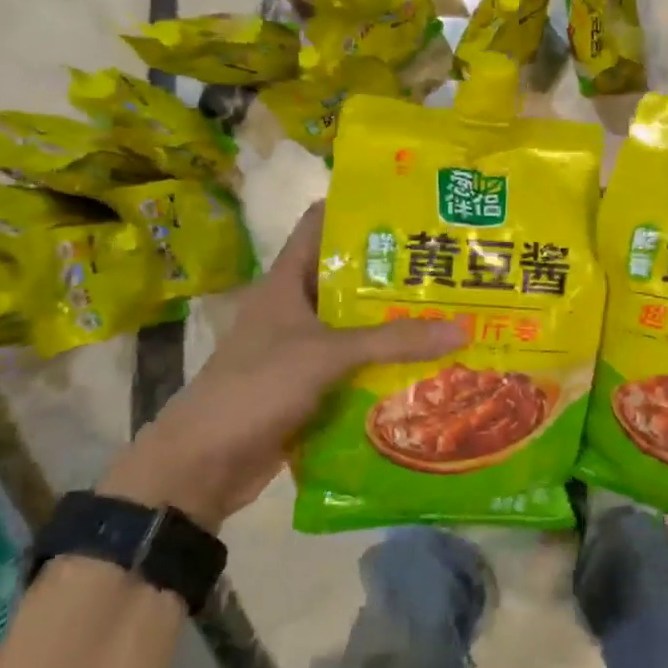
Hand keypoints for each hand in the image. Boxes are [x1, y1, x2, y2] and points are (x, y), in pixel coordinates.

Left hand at [103, 204, 464, 529]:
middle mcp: (296, 307)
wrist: (204, 464)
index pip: (320, 224)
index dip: (358, 208)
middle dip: (395, 271)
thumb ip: (391, 341)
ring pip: (357, 325)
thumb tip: (463, 329)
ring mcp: (303, 348)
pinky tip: (429, 362)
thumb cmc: (257, 387)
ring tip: (453, 309)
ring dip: (396, 322)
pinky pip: (358, 365)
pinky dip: (387, 364)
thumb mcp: (325, 355)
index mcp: (286, 281)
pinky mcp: (313, 385)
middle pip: (349, 277)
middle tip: (449, 262)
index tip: (409, 204)